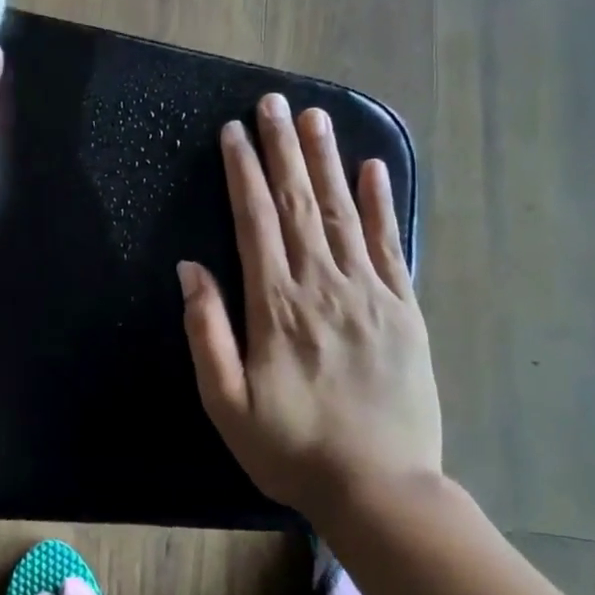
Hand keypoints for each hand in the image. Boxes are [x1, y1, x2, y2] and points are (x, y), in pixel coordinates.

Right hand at [179, 94, 440, 519]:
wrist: (381, 491)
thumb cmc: (291, 447)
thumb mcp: (226, 402)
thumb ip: (206, 331)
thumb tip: (190, 268)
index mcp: (276, 304)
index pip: (255, 219)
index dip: (243, 171)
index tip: (234, 131)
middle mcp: (322, 285)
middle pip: (299, 202)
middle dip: (283, 148)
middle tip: (274, 103)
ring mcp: (369, 293)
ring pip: (343, 212)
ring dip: (326, 161)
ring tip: (315, 118)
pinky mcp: (404, 308)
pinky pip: (391, 245)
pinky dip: (382, 203)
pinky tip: (373, 169)